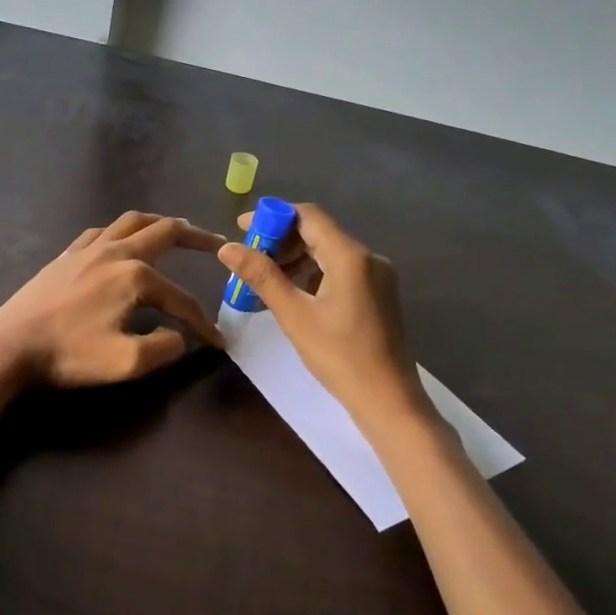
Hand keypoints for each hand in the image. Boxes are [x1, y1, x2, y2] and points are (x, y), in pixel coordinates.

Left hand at [0, 211, 225, 389]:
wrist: (9, 346)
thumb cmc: (68, 354)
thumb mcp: (126, 362)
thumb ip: (164, 348)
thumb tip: (179, 337)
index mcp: (135, 276)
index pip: (180, 298)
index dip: (202, 322)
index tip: (218, 342)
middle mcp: (115, 252)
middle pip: (164, 232)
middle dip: (196, 237)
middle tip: (216, 243)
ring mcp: (87, 249)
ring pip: (132, 222)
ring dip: (159, 223)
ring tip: (175, 230)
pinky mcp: (66, 256)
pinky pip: (102, 231)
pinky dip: (123, 231)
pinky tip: (121, 242)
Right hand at [217, 203, 433, 434]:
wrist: (388, 398)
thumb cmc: (339, 356)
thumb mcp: (294, 316)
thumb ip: (262, 277)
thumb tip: (227, 248)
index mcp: (350, 256)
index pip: (308, 216)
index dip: (273, 216)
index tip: (242, 228)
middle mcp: (368, 257)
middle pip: (318, 233)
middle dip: (281, 241)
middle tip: (248, 260)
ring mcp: (377, 276)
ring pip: (329, 253)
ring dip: (295, 259)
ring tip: (265, 281)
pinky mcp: (379, 294)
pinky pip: (341, 271)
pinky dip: (313, 275)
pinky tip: (293, 295)